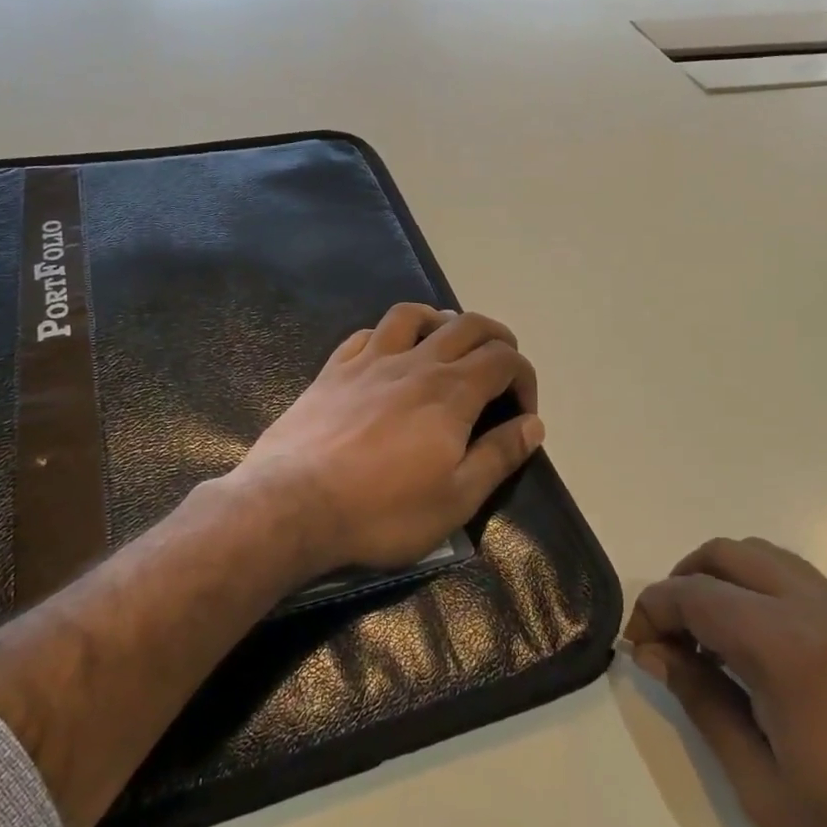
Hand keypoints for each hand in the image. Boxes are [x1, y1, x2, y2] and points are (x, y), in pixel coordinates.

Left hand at [230, 303, 543, 576]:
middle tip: (501, 368)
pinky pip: (367, 333)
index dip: (524, 378)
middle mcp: (415, 363)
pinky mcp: (333, 370)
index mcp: (451, 392)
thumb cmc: (381, 511)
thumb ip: (498, 456)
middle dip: (496, 339)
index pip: (504, 359)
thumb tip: (533, 425)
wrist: (292, 505)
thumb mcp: (455, 499)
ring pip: (413, 315)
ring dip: (441, 321)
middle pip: (467, 325)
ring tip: (448, 345)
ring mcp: (369, 361)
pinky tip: (389, 355)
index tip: (521, 413)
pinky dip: (389, 335)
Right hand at [627, 540, 826, 826]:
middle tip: (669, 640)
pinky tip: (760, 655)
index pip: (696, 594)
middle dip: (684, 582)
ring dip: (724, 582)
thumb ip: (704, 704)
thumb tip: (657, 654)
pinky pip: (799, 583)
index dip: (653, 611)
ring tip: (711, 645)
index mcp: (787, 644)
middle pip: (728, 554)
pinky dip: (760, 594)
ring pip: (767, 559)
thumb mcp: (764, 788)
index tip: (637, 649)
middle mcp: (819, 610)